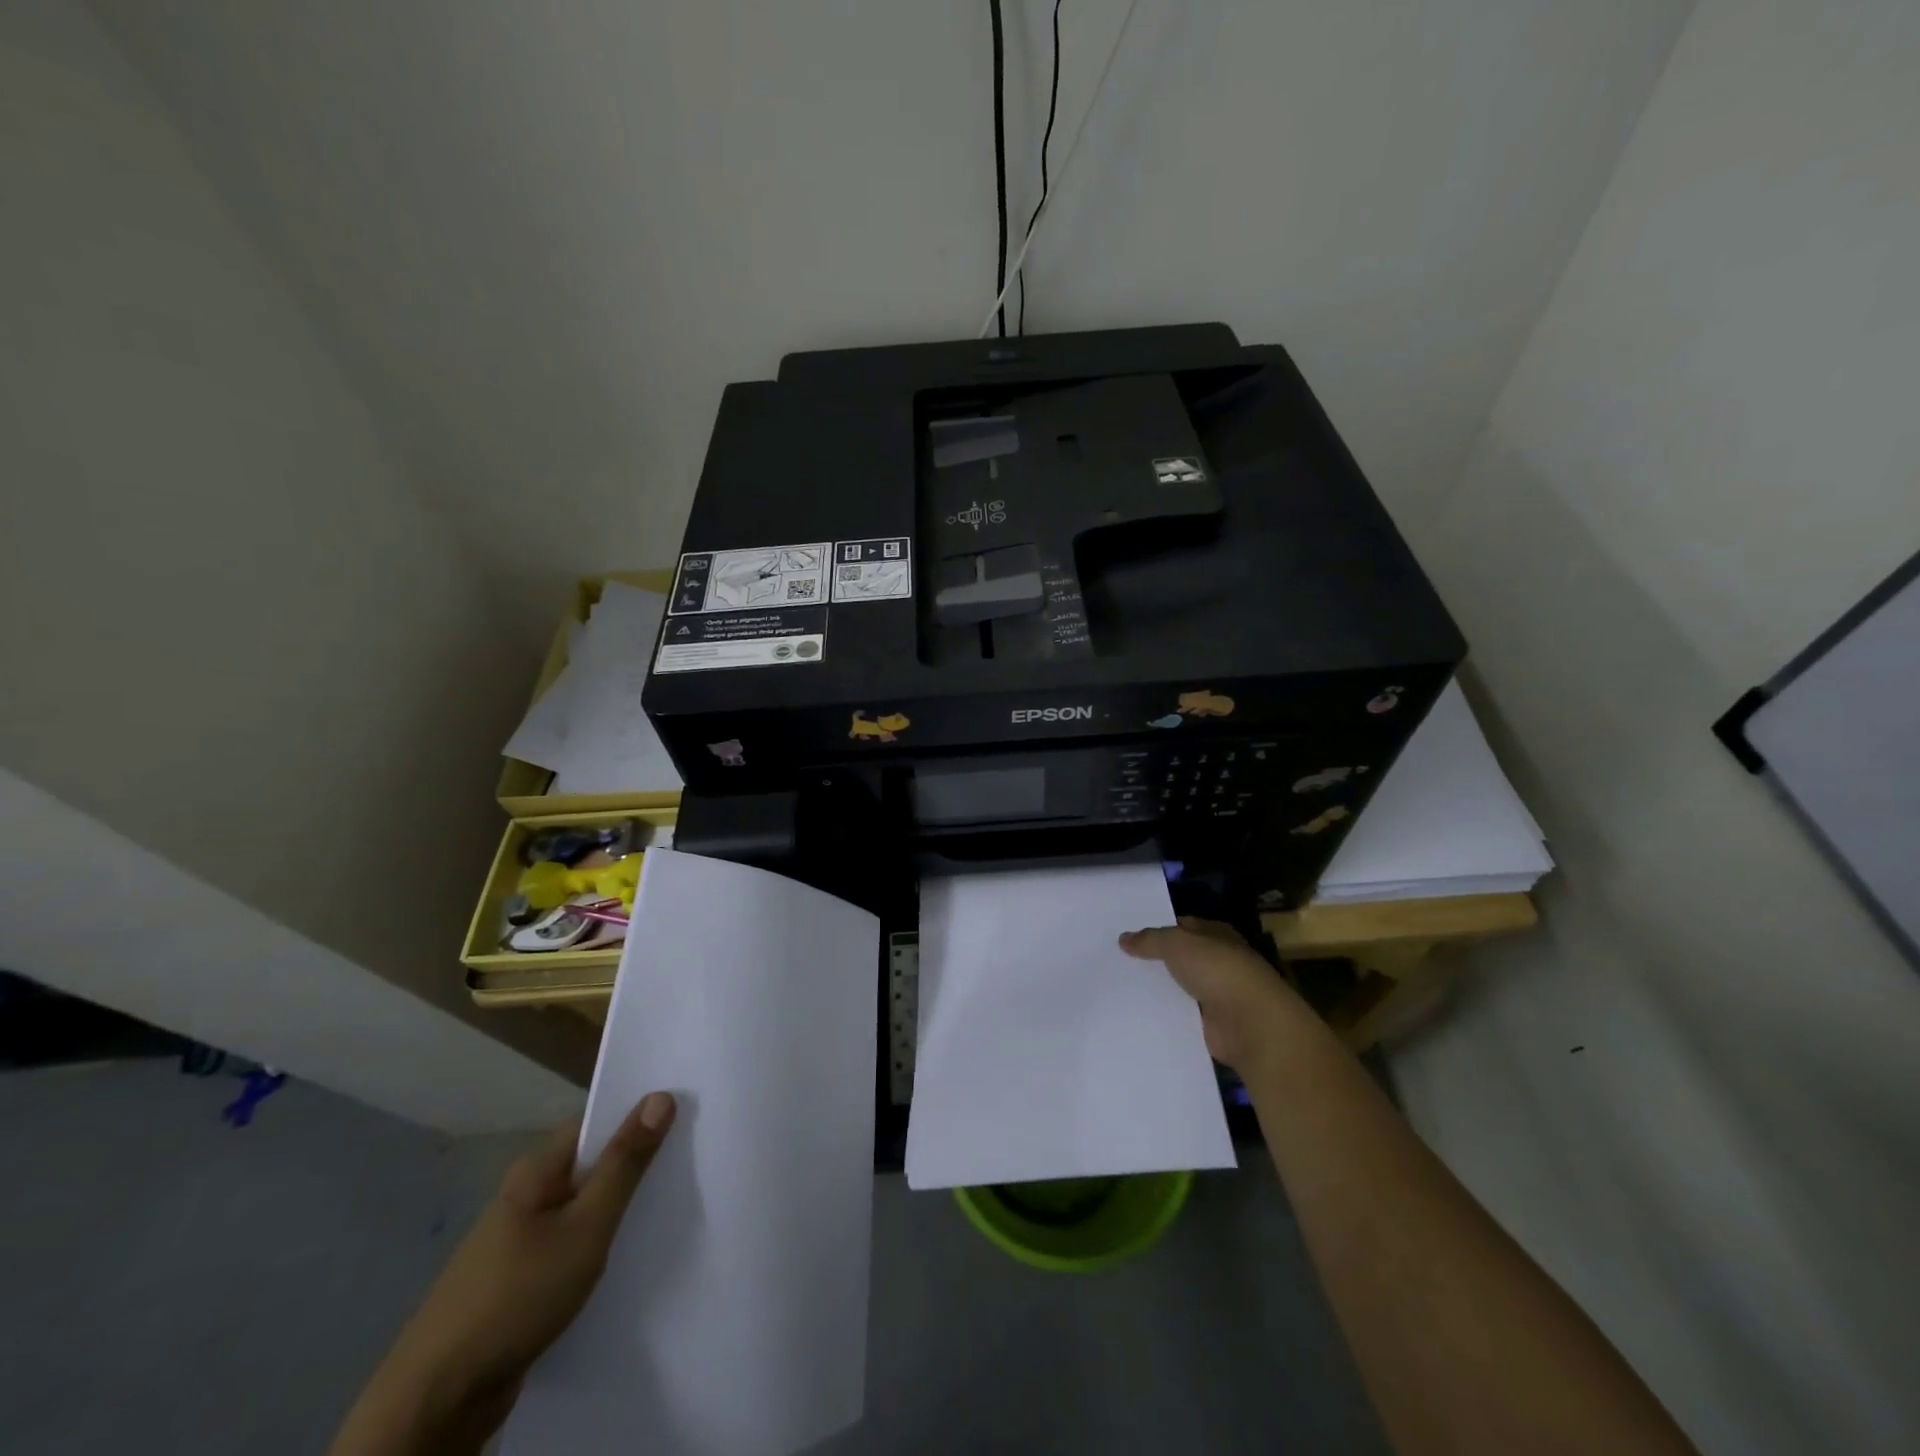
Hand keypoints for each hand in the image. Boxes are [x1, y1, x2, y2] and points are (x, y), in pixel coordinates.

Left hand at [330, 1091, 676, 1455]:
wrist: (437, 1399)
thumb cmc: (517, 1295)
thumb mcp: (586, 1226)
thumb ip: (625, 1163)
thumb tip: (661, 1097)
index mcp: (537, 1169)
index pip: (597, 1122)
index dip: (640, 1114)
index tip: (688, 1113)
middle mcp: (527, 1194)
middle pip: (593, 1163)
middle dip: (637, 1162)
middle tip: (691, 1159)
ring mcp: (520, 1239)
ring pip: (584, 1206)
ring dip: (620, 1206)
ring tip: (672, 1205)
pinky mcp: (521, 1278)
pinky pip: (572, 1242)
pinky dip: (601, 1241)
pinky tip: (630, 1255)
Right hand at [1120, 917, 1306, 1074]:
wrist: (1250, 1023)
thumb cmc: (1218, 970)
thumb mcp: (1177, 943)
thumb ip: (1150, 940)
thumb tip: (1123, 939)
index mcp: (1217, 935)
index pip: (1183, 926)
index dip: (1157, 929)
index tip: (1127, 936)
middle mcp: (1219, 961)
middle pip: (1180, 957)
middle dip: (1154, 960)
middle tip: (1117, 961)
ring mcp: (1217, 994)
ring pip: (1179, 986)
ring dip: (1159, 988)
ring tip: (1120, 988)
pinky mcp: (1212, 1023)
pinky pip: (1181, 1014)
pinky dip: (1165, 1014)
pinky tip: (1138, 1013)